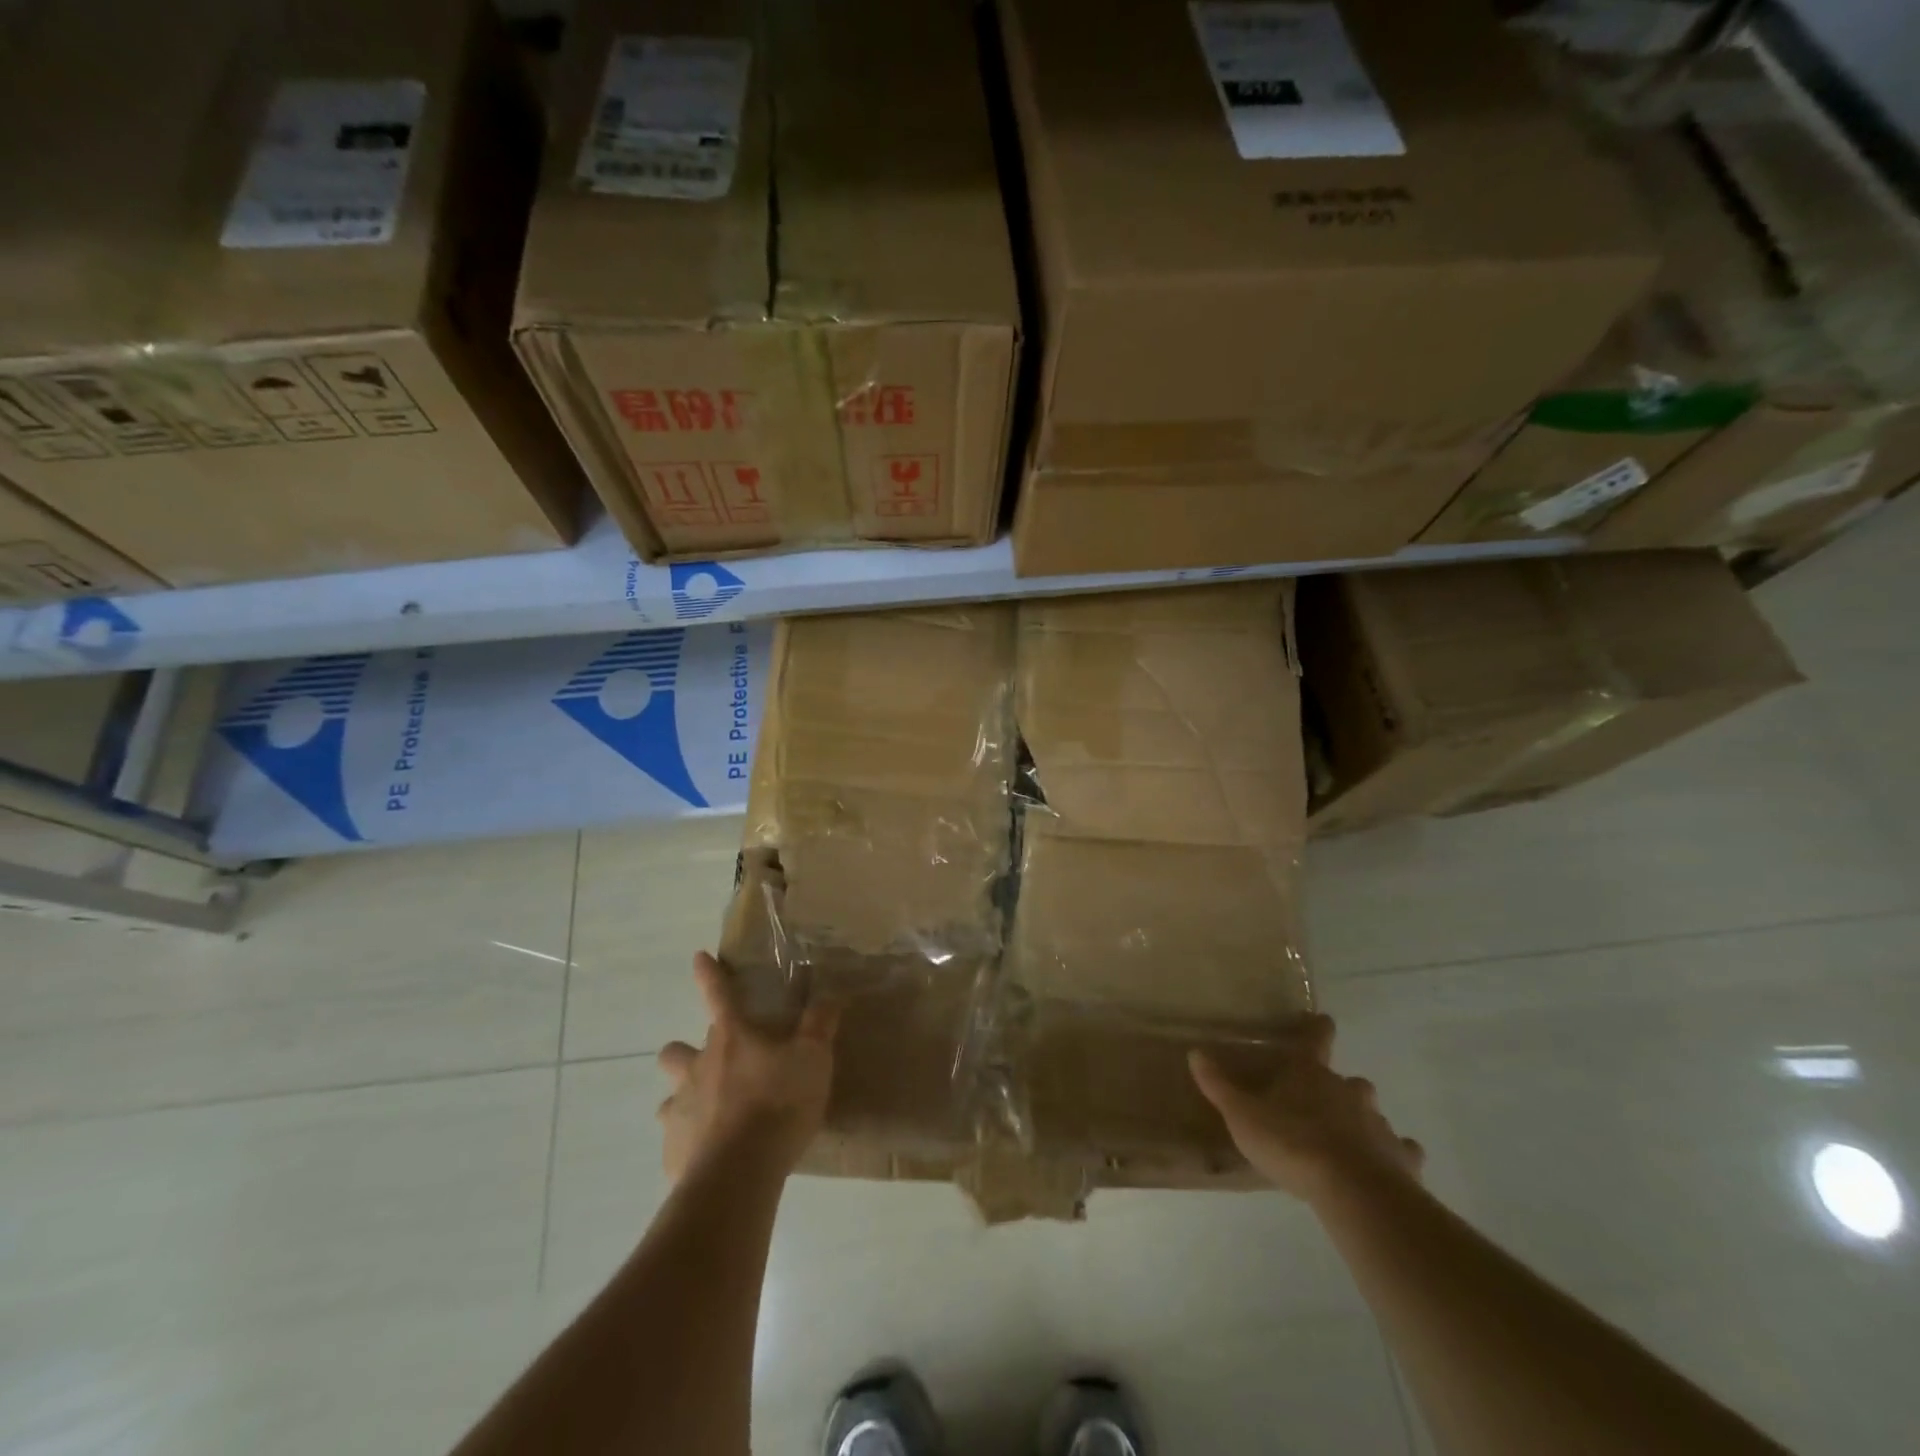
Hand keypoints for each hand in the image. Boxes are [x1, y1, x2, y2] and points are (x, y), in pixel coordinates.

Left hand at [657, 951, 840, 1180]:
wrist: (740, 1173)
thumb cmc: (778, 1104)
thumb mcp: (813, 1059)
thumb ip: (819, 1026)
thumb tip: (829, 995)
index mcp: (731, 1039)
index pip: (718, 995)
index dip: (709, 975)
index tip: (698, 958)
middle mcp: (698, 1068)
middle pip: (674, 1052)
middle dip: (683, 1052)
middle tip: (708, 1064)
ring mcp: (680, 1110)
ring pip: (669, 1098)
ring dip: (684, 1100)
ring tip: (708, 1114)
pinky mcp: (674, 1152)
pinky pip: (677, 1141)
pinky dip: (691, 1143)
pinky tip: (711, 1157)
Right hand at [1190, 1014, 1423, 1205]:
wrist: (1353, 1191)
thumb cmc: (1292, 1144)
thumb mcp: (1242, 1116)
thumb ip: (1219, 1086)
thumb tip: (1195, 1052)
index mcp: (1310, 1074)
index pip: (1315, 1039)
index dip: (1318, 1028)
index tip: (1324, 1019)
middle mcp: (1348, 1090)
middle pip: (1349, 1081)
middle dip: (1339, 1088)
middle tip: (1322, 1104)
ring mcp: (1378, 1123)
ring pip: (1372, 1114)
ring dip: (1363, 1121)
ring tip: (1348, 1140)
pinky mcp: (1400, 1158)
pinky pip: (1401, 1150)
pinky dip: (1395, 1153)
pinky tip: (1387, 1165)